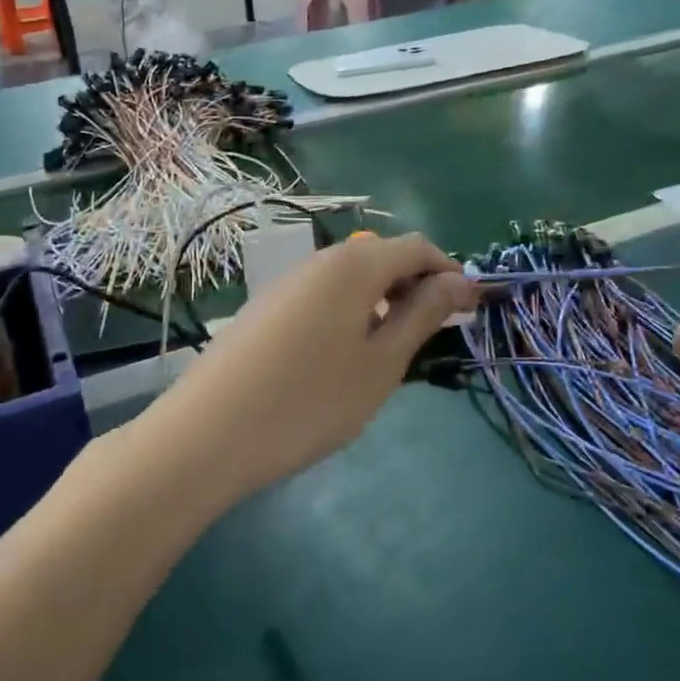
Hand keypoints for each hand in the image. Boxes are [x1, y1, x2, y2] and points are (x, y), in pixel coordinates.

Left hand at [136, 232, 478, 503]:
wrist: (209, 433)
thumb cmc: (310, 400)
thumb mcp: (381, 363)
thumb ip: (421, 315)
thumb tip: (458, 282)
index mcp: (354, 264)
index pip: (417, 247)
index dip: (449, 272)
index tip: (470, 310)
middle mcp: (319, 261)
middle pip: (381, 257)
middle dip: (416, 287)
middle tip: (434, 334)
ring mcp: (286, 284)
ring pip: (350, 279)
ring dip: (382, 302)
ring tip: (391, 351)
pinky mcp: (264, 309)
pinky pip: (322, 298)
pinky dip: (349, 314)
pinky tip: (343, 358)